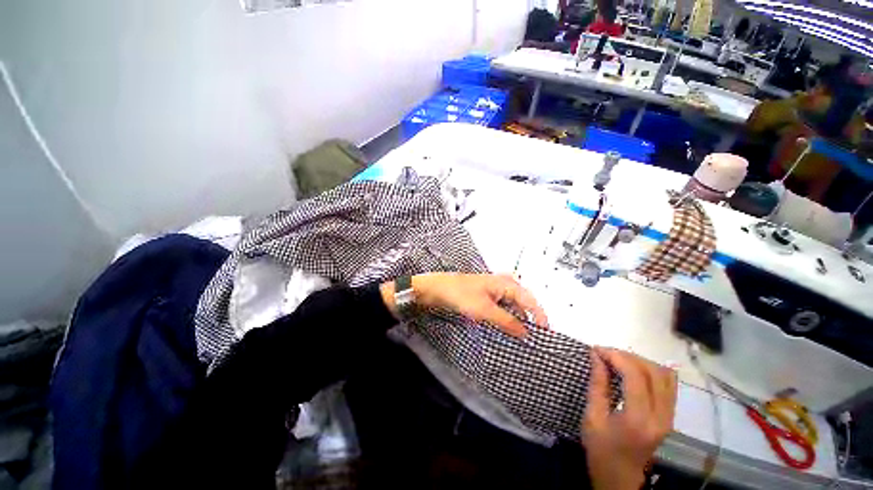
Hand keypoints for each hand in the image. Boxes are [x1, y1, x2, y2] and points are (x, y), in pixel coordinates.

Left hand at [381, 273, 547, 336]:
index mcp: (506, 283)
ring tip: (522, 334)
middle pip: (523, 301)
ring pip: (512, 304)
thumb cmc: (460, 294)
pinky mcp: (485, 295)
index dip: (540, 317)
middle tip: (535, 336)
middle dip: (530, 318)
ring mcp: (494, 289)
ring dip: (518, 318)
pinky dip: (506, 316)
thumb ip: (507, 321)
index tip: (546, 334)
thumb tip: (526, 333)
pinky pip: (502, 306)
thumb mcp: (485, 310)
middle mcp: (503, 283)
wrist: (437, 289)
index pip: (530, 301)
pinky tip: (505, 326)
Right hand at [581, 348, 677, 489]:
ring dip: (640, 362)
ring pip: (664, 376)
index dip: (616, 356)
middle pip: (653, 372)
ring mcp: (669, 417)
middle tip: (605, 354)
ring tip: (618, 360)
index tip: (597, 350)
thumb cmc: (601, 449)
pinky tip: (635, 370)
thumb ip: (597, 385)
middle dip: (627, 356)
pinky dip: (652, 371)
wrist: (620, 478)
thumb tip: (596, 355)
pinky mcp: (670, 417)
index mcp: (638, 420)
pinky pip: (669, 385)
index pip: (635, 376)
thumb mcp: (592, 417)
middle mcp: (661, 417)